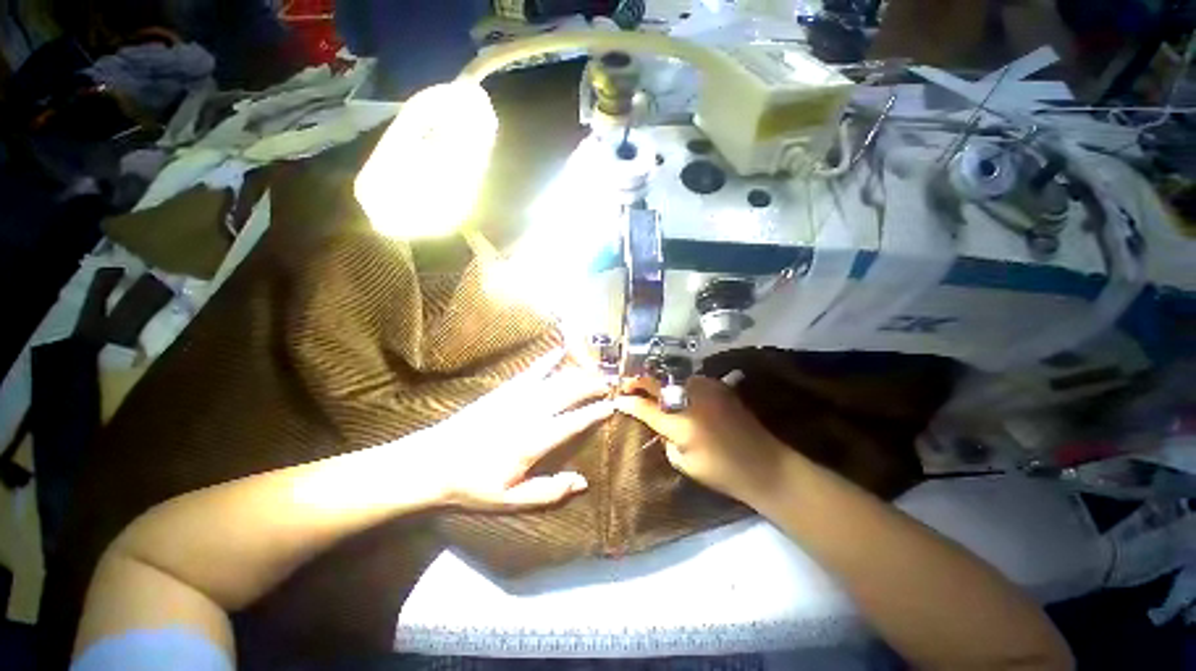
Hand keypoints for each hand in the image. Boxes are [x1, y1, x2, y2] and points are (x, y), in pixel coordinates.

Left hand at [417, 348, 613, 510]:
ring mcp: (517, 397)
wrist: (432, 462)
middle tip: (610, 384)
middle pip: (569, 393)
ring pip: (556, 379)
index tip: (612, 406)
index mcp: (534, 440)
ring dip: (578, 374)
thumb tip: (582, 482)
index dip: (595, 412)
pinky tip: (559, 350)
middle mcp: (530, 413)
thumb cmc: (473, 485)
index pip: (574, 422)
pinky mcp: (505, 390)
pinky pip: (532, 371)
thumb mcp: (510, 500)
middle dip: (592, 386)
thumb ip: (548, 491)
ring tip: (595, 371)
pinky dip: (548, 360)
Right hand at [615, 375, 789, 506]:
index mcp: (680, 424)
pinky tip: (676, 390)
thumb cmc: (722, 472)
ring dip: (659, 381)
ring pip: (673, 377)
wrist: (765, 465)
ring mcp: (706, 389)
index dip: (628, 403)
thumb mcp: (684, 463)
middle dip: (638, 382)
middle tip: (627, 384)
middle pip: (656, 383)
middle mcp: (691, 400)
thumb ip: (666, 439)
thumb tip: (660, 423)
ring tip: (650, 386)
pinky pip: (691, 380)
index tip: (617, 399)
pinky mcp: (719, 386)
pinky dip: (679, 383)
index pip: (645, 408)